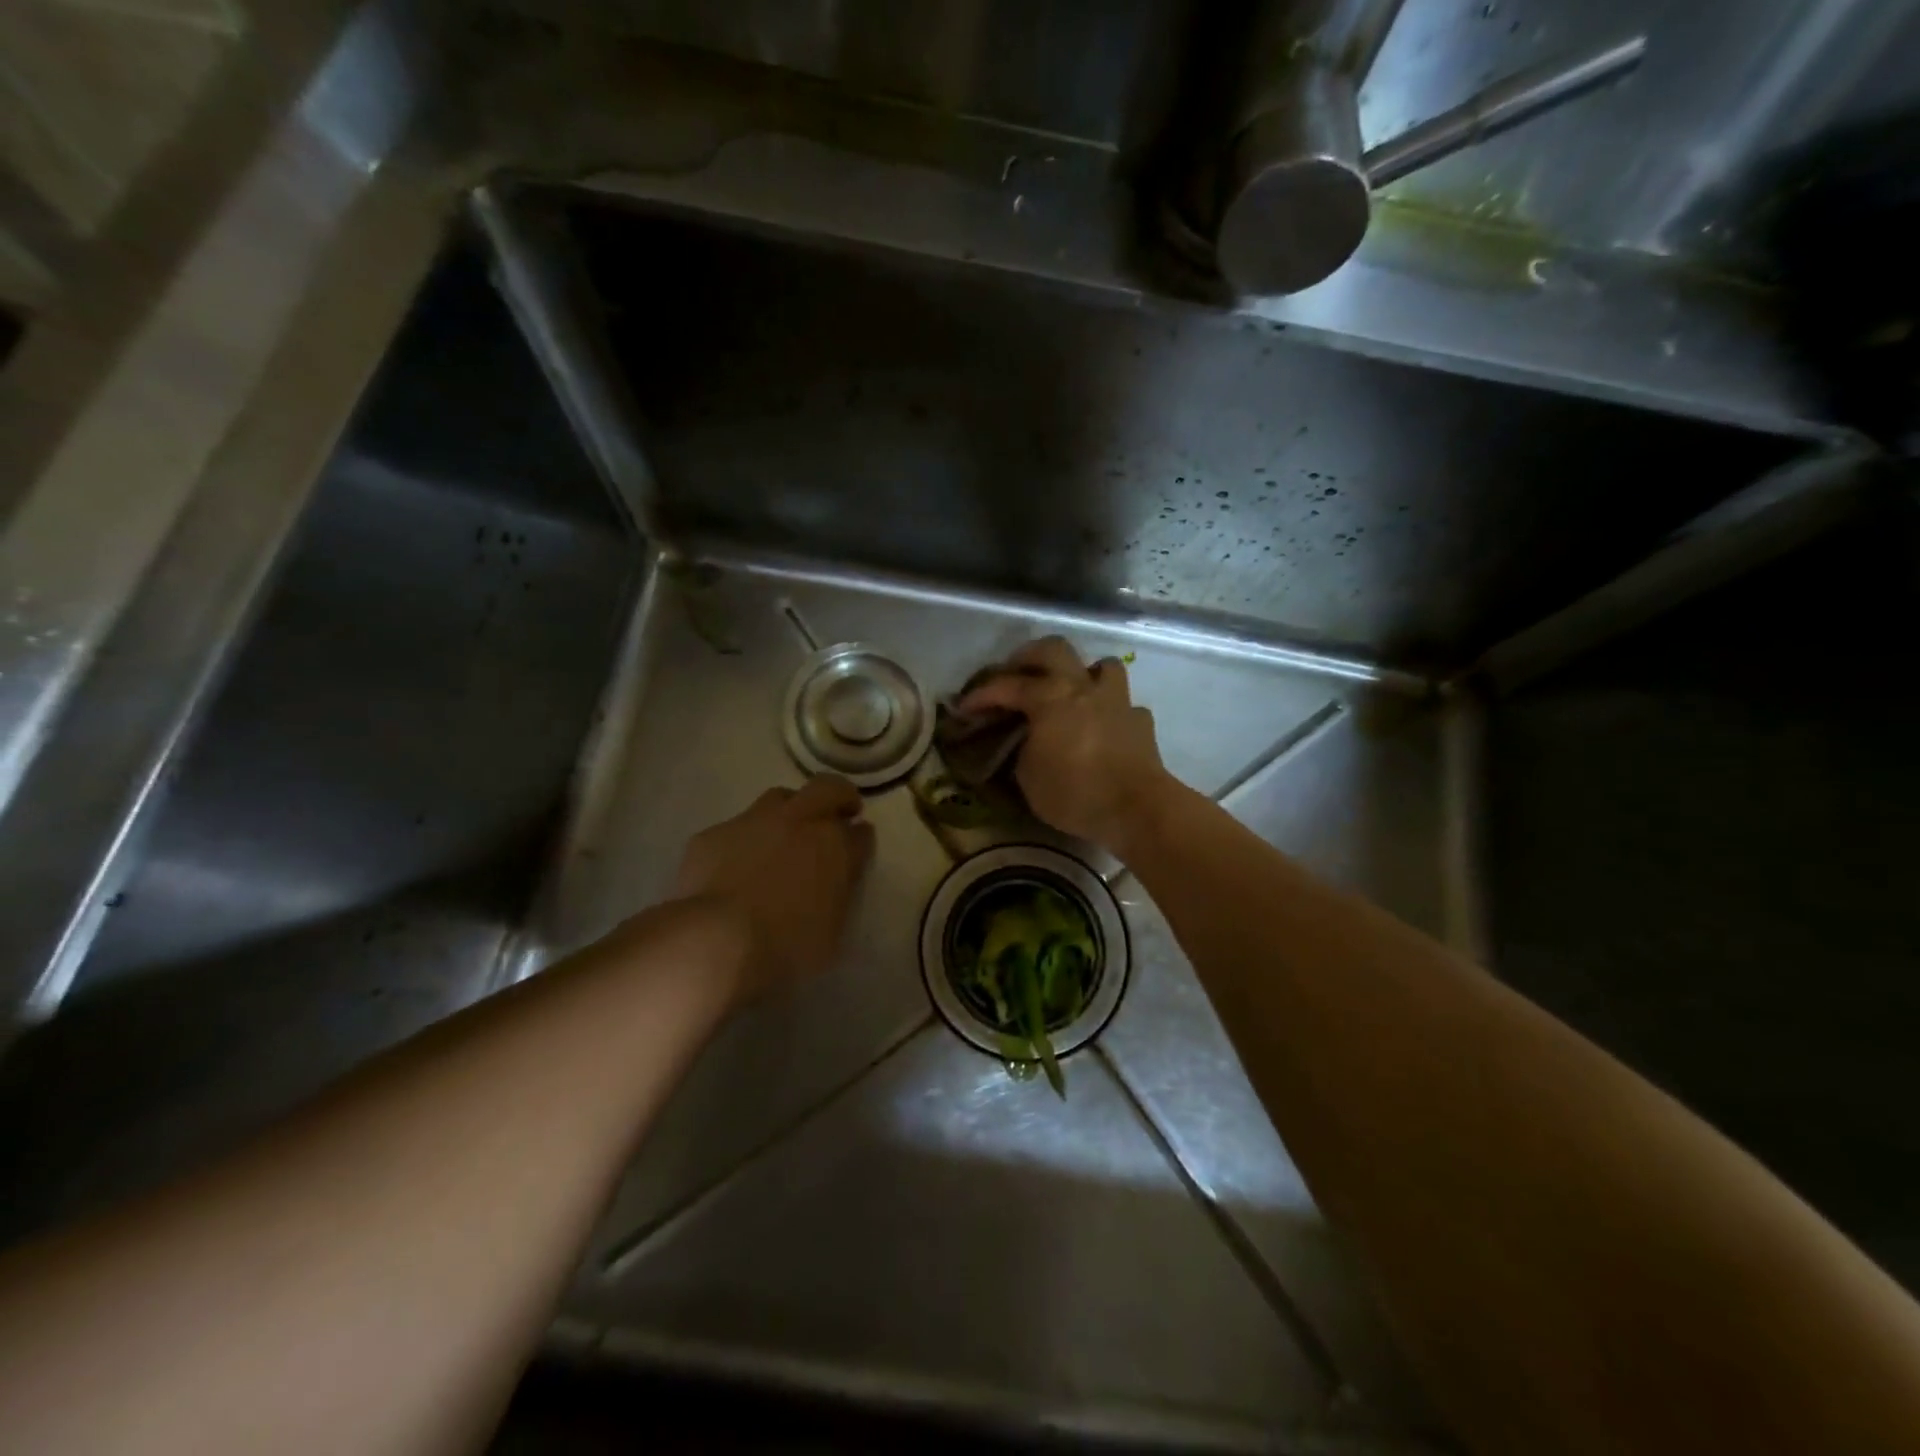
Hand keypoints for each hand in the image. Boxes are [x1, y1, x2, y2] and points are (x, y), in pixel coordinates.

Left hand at [668, 776, 875, 1000]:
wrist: (715, 940)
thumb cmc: (785, 946)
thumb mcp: (832, 931)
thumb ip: (838, 894)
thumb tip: (836, 878)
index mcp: (835, 848)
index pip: (860, 833)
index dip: (861, 837)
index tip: (859, 844)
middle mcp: (799, 822)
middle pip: (829, 788)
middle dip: (838, 796)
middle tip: (837, 814)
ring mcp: (754, 822)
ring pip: (780, 797)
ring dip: (790, 809)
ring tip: (784, 835)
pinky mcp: (715, 833)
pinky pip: (737, 826)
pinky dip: (745, 839)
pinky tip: (736, 863)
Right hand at [956, 637, 1172, 850]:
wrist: (1137, 808)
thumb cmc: (1075, 793)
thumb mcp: (1029, 778)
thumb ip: (1022, 750)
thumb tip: (1026, 742)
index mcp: (1050, 697)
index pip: (1007, 685)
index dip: (981, 695)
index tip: (963, 707)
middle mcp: (1083, 687)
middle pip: (1054, 649)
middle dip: (1029, 657)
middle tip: (1014, 674)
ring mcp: (1117, 700)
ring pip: (1102, 665)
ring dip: (1082, 673)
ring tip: (1070, 692)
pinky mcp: (1140, 722)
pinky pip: (1123, 704)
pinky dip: (1109, 709)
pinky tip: (1103, 726)